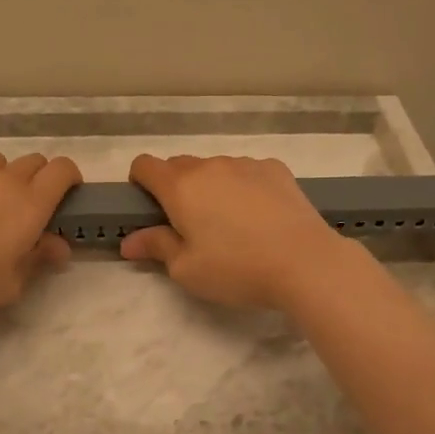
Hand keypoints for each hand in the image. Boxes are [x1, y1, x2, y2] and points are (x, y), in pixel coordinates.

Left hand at [0, 151, 80, 315]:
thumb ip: (38, 260)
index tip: (68, 194)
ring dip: (2, 178)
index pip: (62, 170)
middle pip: (33, 161)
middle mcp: (3, 179)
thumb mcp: (8, 285)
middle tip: (27, 209)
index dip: (70, 177)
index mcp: (29, 204)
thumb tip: (59, 246)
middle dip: (39, 179)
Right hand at [119, 154, 351, 310]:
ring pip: (215, 168)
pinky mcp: (275, 169)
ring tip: (230, 224)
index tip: (149, 207)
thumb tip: (129, 242)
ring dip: (211, 187)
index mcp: (180, 187)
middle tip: (189, 224)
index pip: (145, 165)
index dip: (140, 182)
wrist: (306, 262)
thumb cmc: (237, 269)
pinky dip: (243, 187)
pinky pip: (247, 172)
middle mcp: (209, 166)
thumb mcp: (187, 269)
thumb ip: (156, 247)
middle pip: (179, 165)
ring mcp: (245, 164)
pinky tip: (260, 216)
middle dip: (175, 188)